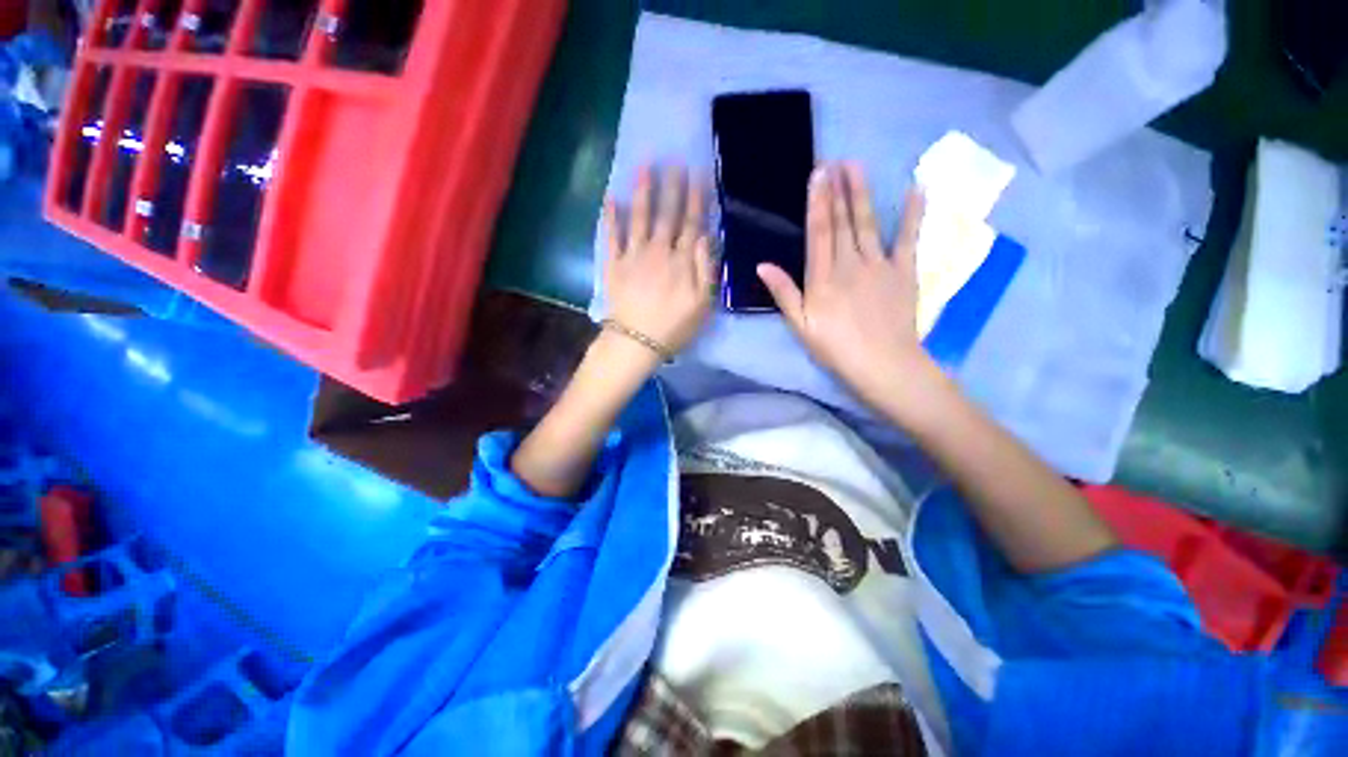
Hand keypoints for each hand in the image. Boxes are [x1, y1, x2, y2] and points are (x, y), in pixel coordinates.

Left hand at [603, 165, 714, 358]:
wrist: (636, 341)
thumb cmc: (674, 326)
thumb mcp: (702, 304)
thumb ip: (706, 268)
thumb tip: (705, 236)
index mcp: (682, 261)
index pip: (692, 223)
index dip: (696, 198)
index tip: (699, 174)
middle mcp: (658, 250)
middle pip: (667, 213)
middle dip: (672, 185)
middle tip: (674, 159)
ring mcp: (633, 255)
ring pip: (639, 216)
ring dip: (642, 190)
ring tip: (644, 165)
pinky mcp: (614, 264)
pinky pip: (611, 236)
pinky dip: (610, 217)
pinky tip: (610, 198)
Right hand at [758, 163, 935, 409]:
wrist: (882, 364)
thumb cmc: (835, 348)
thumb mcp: (801, 325)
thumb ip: (784, 293)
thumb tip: (763, 265)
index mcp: (823, 277)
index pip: (819, 232)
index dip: (818, 202)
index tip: (818, 174)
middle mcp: (850, 263)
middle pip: (843, 221)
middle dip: (838, 189)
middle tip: (834, 160)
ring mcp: (879, 265)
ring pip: (868, 223)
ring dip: (862, 193)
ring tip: (856, 166)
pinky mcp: (903, 272)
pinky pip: (908, 238)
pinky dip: (913, 214)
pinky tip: (916, 189)